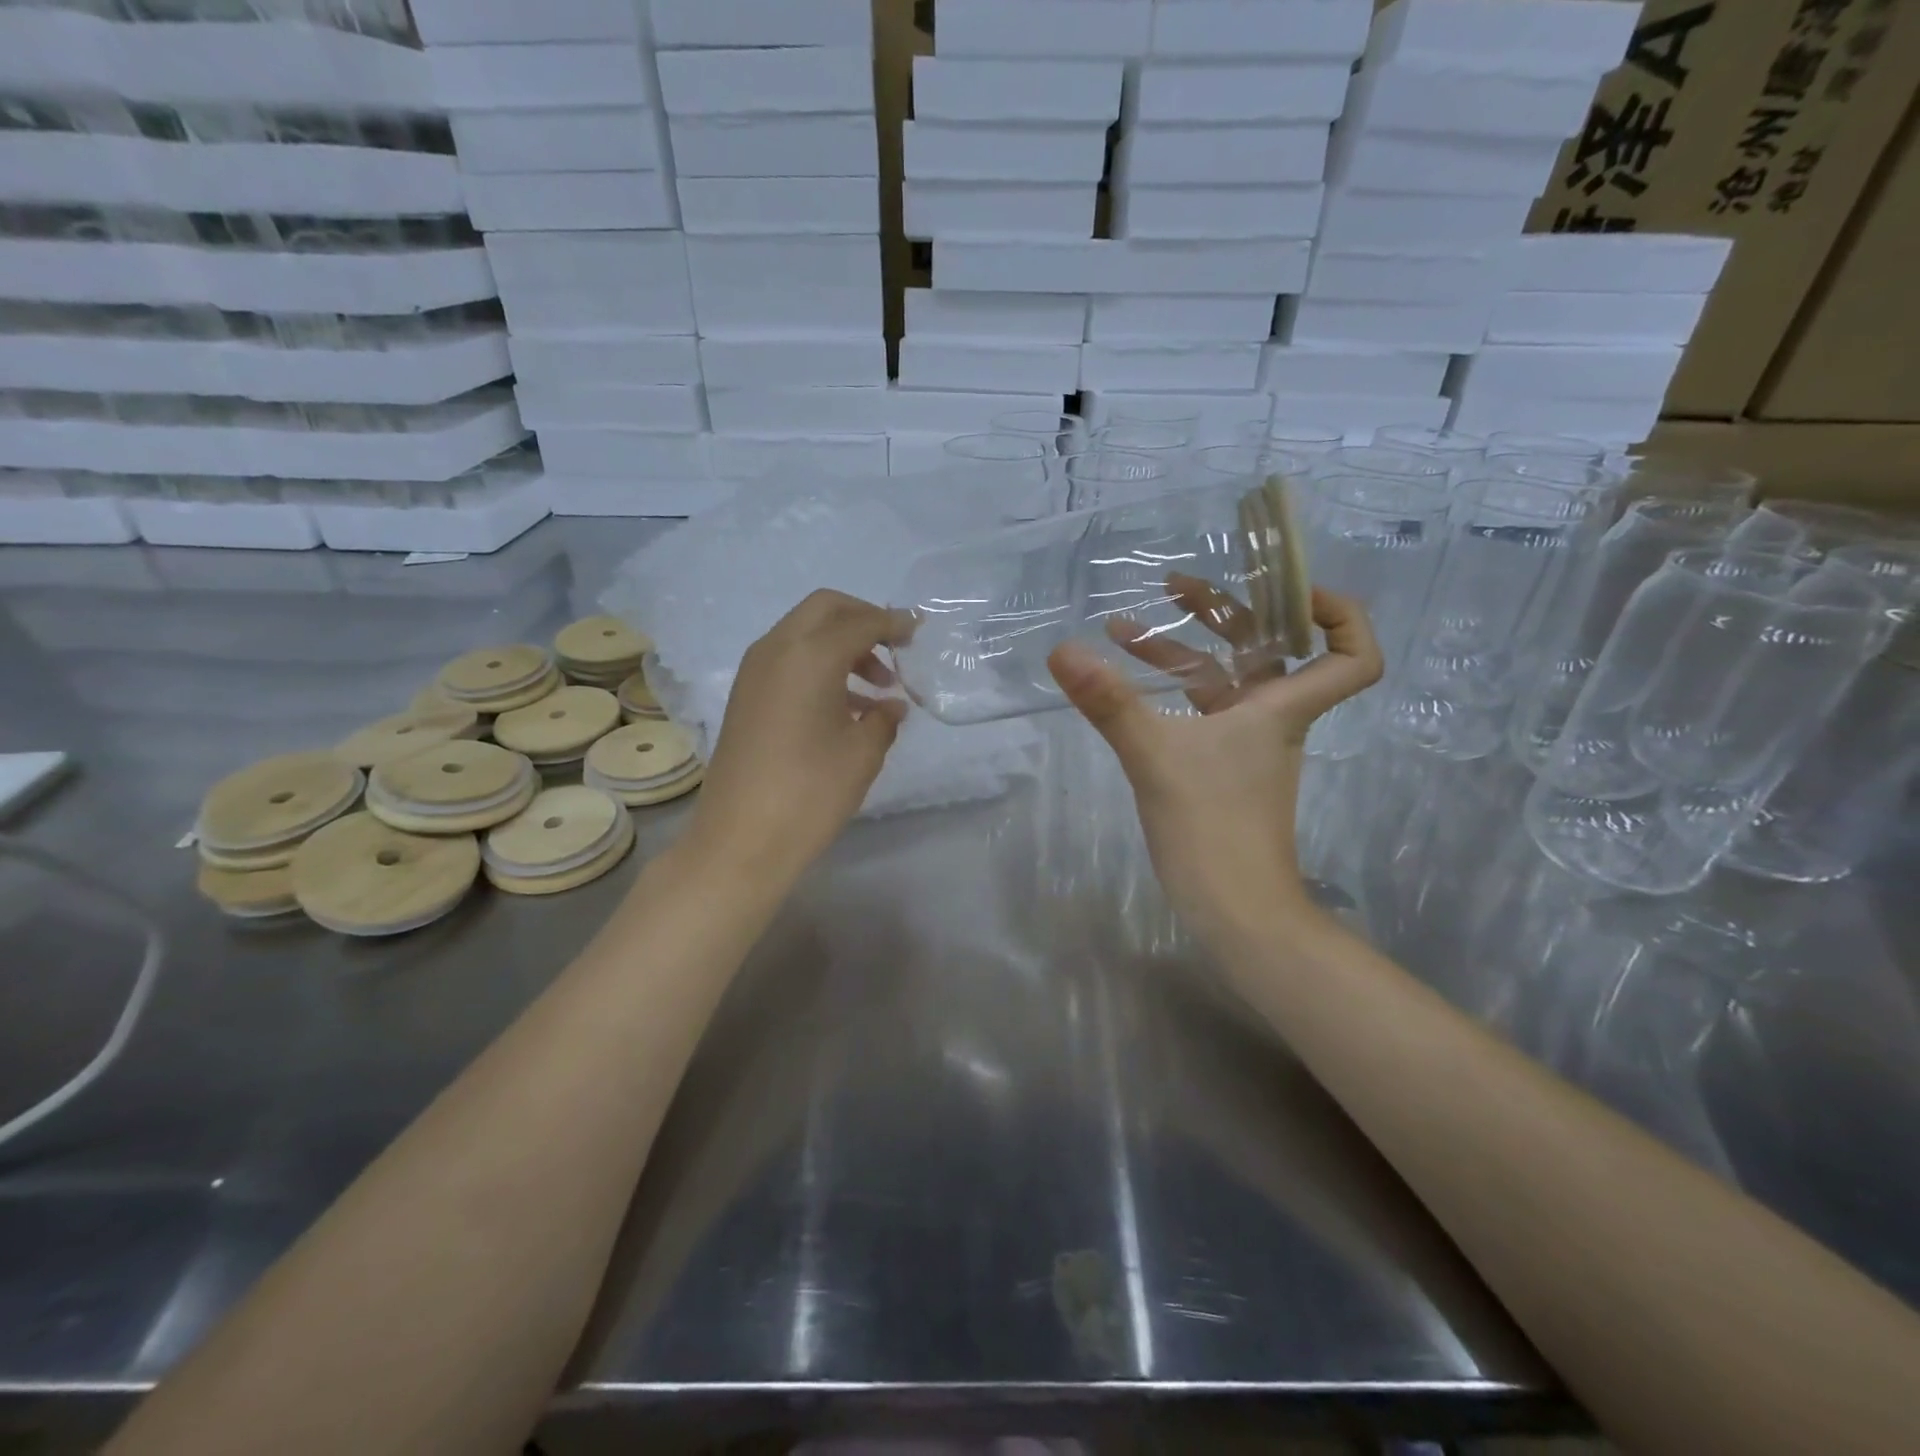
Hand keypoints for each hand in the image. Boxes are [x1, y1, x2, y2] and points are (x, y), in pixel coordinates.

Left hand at [684, 590, 910, 885]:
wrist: (740, 839)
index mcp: (810, 655)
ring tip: (879, 688)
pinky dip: (820, 665)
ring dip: (842, 645)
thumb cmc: (810, 792)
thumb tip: (892, 705)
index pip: (859, 622)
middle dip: (862, 619)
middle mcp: (777, 649)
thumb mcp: (862, 753)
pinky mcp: (745, 696)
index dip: (893, 623)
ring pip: (804, 633)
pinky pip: (789, 660)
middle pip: (824, 609)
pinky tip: (847, 707)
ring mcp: (755, 672)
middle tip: (895, 647)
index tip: (917, 631)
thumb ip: (884, 718)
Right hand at [1047, 577, 1382, 943]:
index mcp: (1282, 708)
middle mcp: (1272, 719)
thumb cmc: (1211, 826)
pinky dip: (1170, 692)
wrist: (1232, 909)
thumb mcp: (1154, 756)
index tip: (1289, 590)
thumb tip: (1062, 650)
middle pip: (1268, 649)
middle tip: (1176, 585)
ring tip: (1124, 630)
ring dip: (1182, 651)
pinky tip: (1128, 687)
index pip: (1352, 655)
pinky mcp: (1220, 768)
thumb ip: (1109, 702)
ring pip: (1224, 681)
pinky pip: (1202, 713)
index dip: (1337, 614)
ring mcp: (1245, 745)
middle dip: (1225, 611)